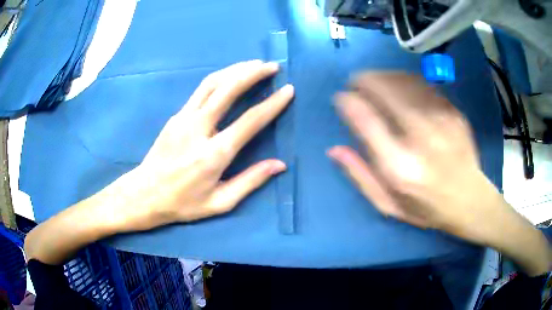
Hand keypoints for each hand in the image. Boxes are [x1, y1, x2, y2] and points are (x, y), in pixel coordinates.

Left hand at [106, 60, 293, 230]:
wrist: (144, 194)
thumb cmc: (182, 203)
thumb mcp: (220, 203)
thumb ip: (250, 181)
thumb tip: (280, 165)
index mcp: (214, 154)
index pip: (250, 120)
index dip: (272, 104)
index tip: (288, 90)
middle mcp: (199, 129)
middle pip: (228, 89)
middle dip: (253, 73)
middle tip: (272, 66)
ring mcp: (183, 118)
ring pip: (212, 83)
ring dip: (235, 69)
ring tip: (254, 64)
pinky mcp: (175, 116)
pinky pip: (201, 90)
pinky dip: (219, 78)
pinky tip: (229, 77)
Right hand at [327, 72, 507, 242]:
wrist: (469, 200)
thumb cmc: (426, 207)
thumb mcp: (388, 204)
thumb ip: (360, 176)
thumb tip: (335, 149)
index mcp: (399, 167)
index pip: (367, 121)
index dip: (349, 102)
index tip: (341, 97)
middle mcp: (421, 139)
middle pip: (386, 91)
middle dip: (364, 80)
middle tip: (356, 81)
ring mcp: (441, 122)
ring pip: (405, 81)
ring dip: (384, 76)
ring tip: (375, 81)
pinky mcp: (454, 113)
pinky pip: (424, 85)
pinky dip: (405, 80)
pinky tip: (400, 86)